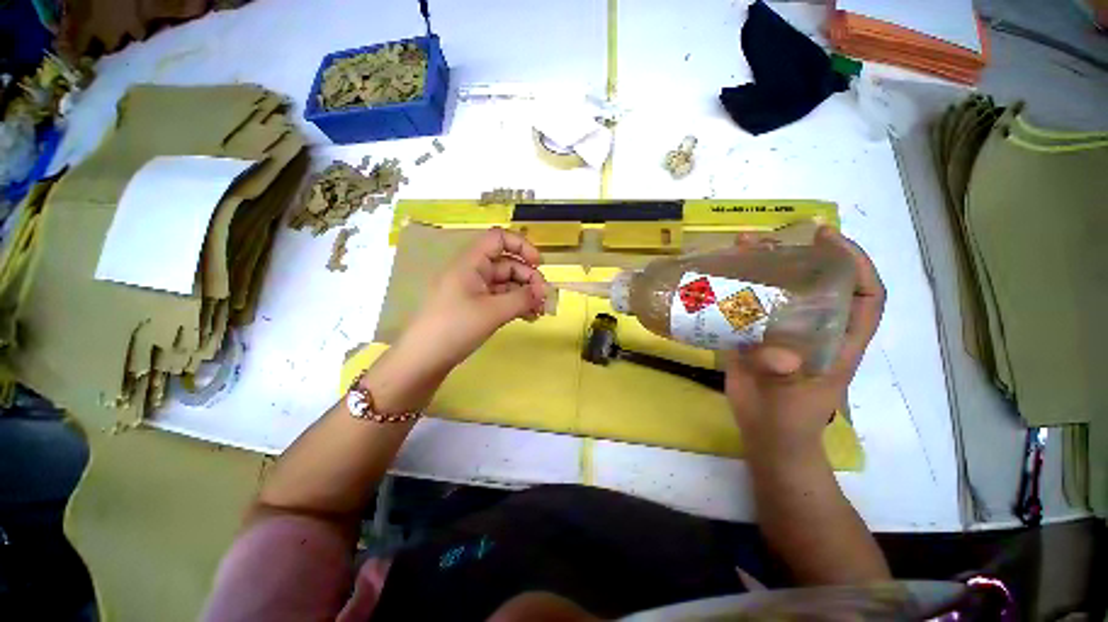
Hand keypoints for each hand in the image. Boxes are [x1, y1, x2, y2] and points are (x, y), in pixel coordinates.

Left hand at [399, 227, 548, 372]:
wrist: (423, 360)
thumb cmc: (456, 328)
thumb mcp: (493, 312)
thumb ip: (522, 298)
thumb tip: (544, 292)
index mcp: (471, 263)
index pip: (499, 238)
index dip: (521, 246)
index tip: (539, 265)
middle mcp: (472, 272)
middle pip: (507, 264)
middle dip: (529, 278)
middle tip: (544, 299)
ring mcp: (473, 291)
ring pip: (506, 284)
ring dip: (525, 294)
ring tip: (540, 312)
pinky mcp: (474, 307)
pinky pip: (500, 299)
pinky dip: (515, 305)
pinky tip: (529, 317)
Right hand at [724, 226, 884, 457]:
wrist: (764, 435)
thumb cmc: (790, 421)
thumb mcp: (793, 401)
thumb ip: (786, 377)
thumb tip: (778, 355)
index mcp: (839, 340)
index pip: (865, 296)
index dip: (855, 263)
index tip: (828, 238)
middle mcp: (812, 328)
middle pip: (814, 284)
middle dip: (797, 255)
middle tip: (770, 238)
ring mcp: (780, 331)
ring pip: (777, 291)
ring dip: (760, 267)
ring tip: (739, 247)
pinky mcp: (752, 336)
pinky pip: (746, 307)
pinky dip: (734, 291)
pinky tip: (717, 278)